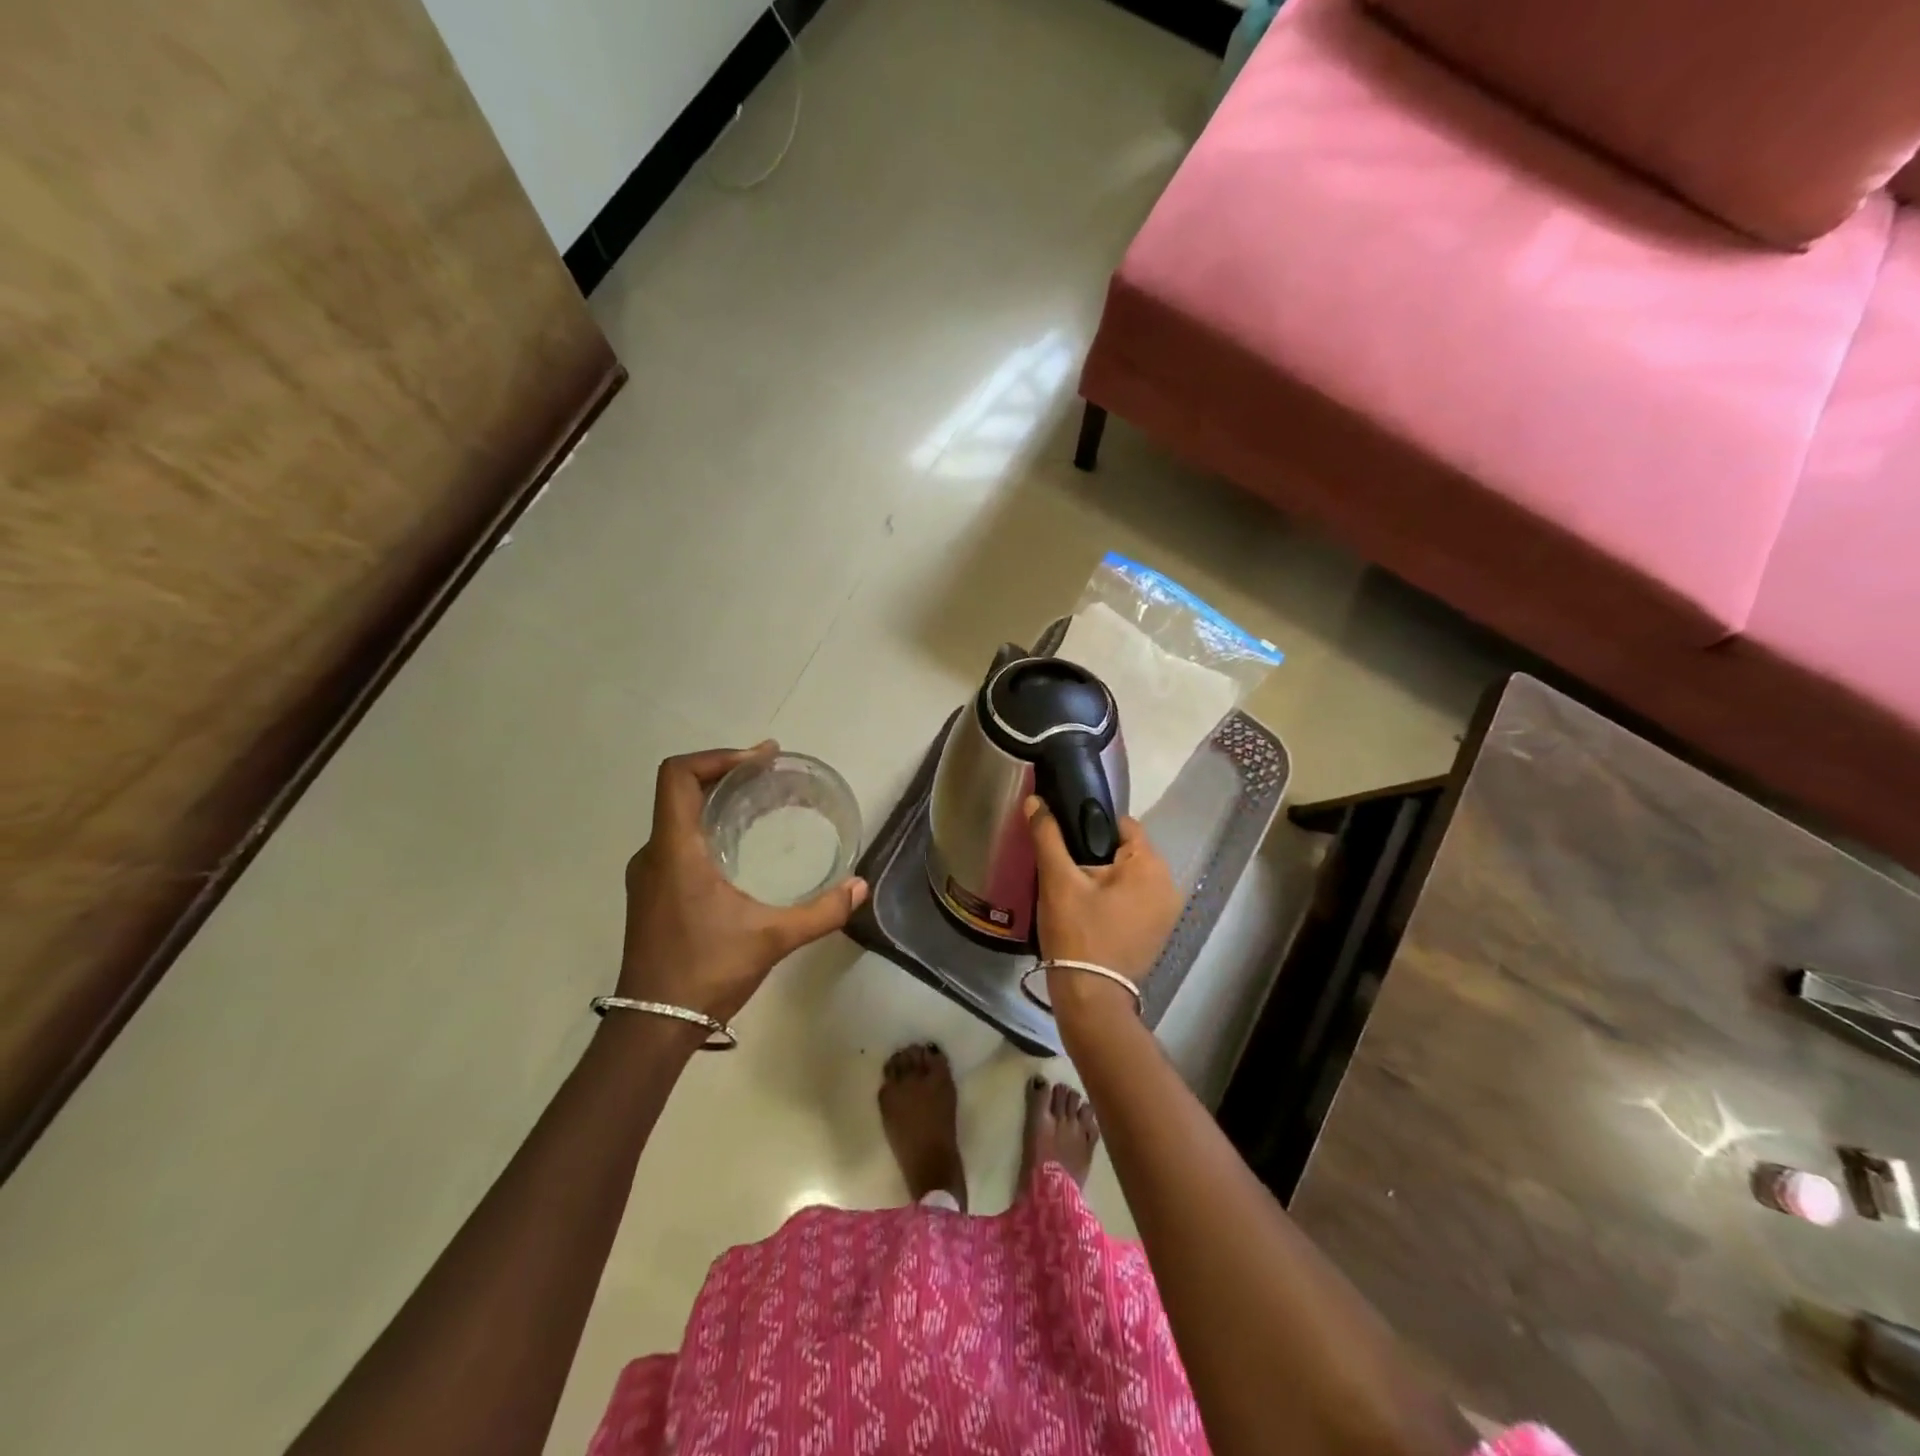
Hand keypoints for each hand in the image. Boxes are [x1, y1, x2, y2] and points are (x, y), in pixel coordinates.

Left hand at [617, 744, 867, 1021]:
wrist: (652, 1027)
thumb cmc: (706, 972)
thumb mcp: (771, 939)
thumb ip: (821, 911)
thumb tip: (860, 887)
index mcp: (675, 850)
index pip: (678, 775)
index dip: (718, 756)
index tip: (760, 760)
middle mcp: (654, 854)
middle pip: (680, 791)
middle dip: (725, 774)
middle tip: (770, 776)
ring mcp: (648, 876)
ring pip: (677, 817)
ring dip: (715, 802)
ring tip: (759, 805)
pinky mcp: (651, 895)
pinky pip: (677, 842)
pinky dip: (707, 829)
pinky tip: (739, 850)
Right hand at [1025, 795, 1180, 1011]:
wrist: (1090, 996)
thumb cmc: (1076, 932)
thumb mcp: (1057, 880)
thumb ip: (1047, 836)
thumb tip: (1035, 800)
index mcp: (1150, 865)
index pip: (1122, 825)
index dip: (1090, 826)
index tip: (1065, 841)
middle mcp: (1168, 884)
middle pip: (1127, 850)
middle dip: (1097, 854)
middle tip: (1065, 869)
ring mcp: (1167, 911)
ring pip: (1131, 876)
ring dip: (1106, 877)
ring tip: (1074, 889)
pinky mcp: (1158, 931)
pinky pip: (1136, 898)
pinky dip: (1116, 898)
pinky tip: (1091, 910)